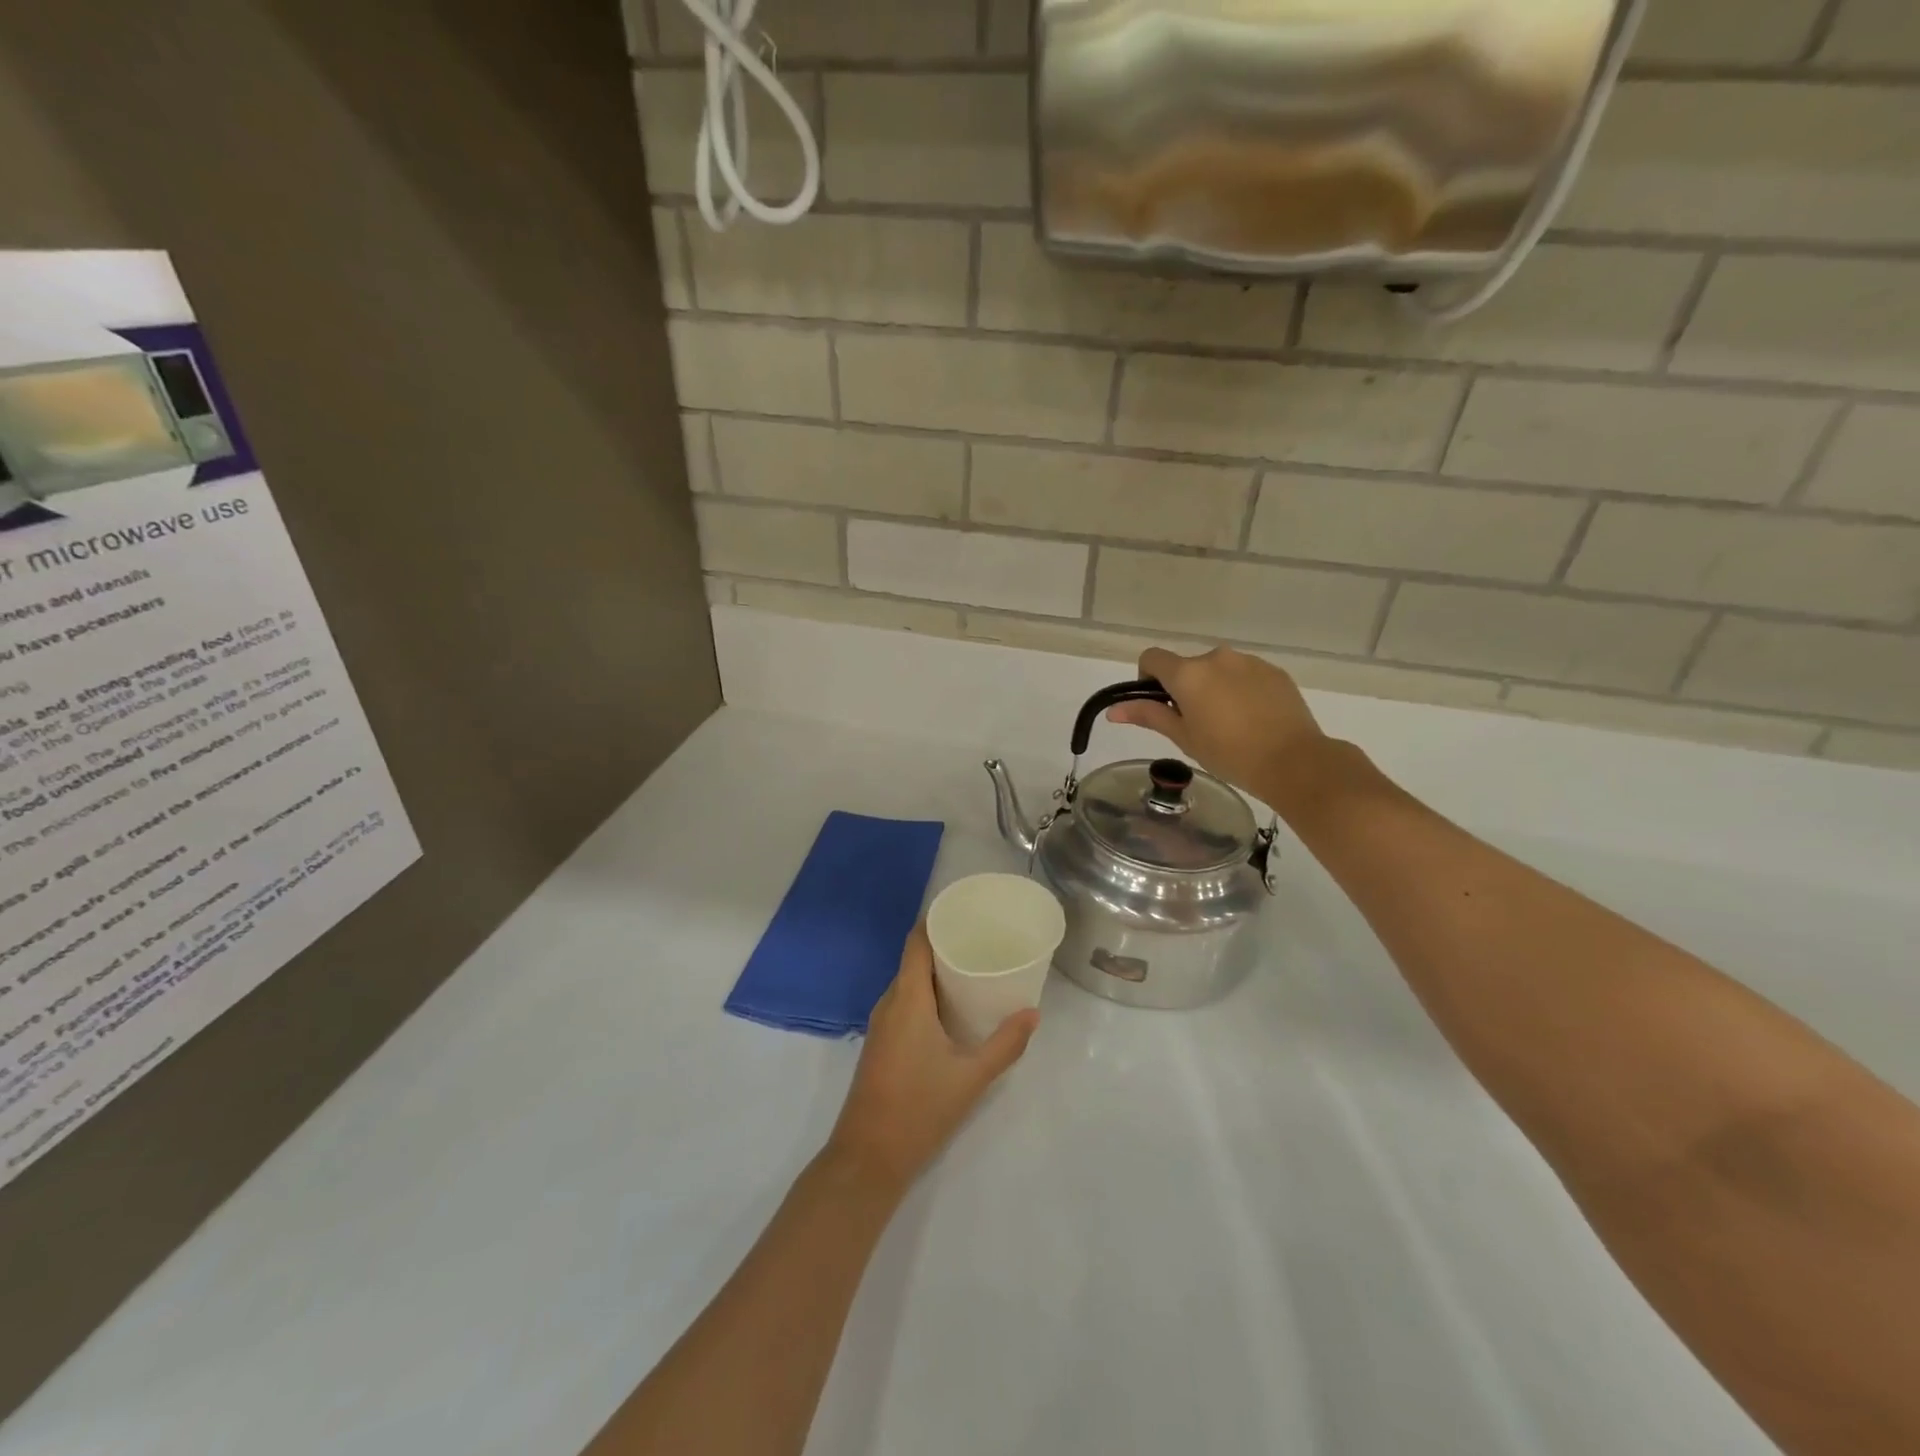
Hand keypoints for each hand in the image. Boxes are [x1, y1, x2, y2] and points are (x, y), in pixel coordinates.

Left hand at [825, 925, 1037, 1194]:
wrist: (867, 1158)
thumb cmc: (919, 1109)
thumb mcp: (971, 1077)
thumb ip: (1005, 1044)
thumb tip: (1033, 1013)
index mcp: (907, 998)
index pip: (916, 941)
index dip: (936, 920)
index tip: (966, 911)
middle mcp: (889, 1003)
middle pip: (914, 959)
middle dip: (946, 945)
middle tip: (983, 939)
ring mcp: (881, 1024)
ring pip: (909, 983)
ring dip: (937, 972)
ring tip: (975, 968)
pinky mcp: (881, 1043)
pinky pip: (905, 1003)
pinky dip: (928, 995)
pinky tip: (953, 1009)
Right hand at [1107, 647, 1326, 803]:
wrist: (1293, 761)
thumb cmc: (1228, 754)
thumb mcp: (1183, 737)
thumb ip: (1148, 715)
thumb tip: (1113, 709)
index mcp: (1188, 673)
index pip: (1151, 658)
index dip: (1147, 679)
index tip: (1160, 705)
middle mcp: (1216, 657)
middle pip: (1187, 666)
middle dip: (1185, 688)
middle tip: (1197, 724)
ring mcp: (1248, 661)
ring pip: (1217, 670)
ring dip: (1214, 688)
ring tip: (1230, 724)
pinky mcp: (1273, 671)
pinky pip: (1245, 675)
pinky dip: (1241, 690)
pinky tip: (1253, 720)